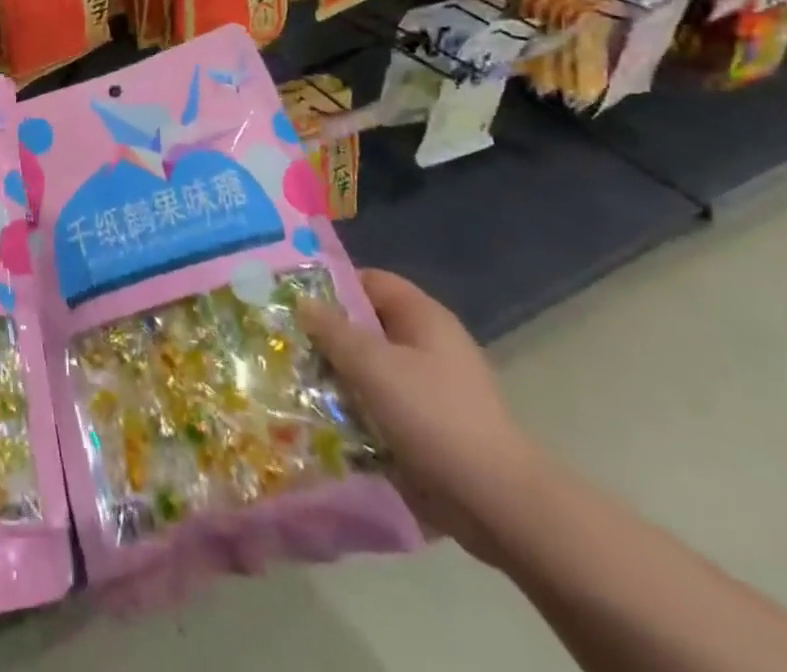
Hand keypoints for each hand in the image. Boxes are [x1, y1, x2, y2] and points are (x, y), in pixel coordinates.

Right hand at [298, 270, 548, 564]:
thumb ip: (333, 330)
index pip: (370, 281)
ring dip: (338, 377)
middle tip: (288, 344)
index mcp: (423, 316)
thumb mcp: (373, 365)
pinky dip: (356, 409)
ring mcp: (431, 388)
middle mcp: (428, 345)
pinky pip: (382, 405)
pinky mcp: (429, 427)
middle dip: (328, 336)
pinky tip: (325, 421)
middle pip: (367, 326)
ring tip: (297, 384)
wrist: (498, 505)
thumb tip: (303, 301)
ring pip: (371, 369)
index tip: (294, 302)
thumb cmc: (433, 416)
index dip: (332, 286)